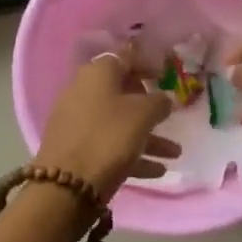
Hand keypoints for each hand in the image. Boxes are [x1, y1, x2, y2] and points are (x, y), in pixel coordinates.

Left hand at [34, 53, 179, 198]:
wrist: (67, 184)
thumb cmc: (109, 137)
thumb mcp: (143, 114)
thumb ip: (159, 102)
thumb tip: (164, 98)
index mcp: (98, 74)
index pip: (126, 57)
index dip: (147, 63)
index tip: (165, 74)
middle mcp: (84, 92)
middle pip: (122, 92)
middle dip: (149, 107)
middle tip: (167, 115)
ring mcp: (77, 121)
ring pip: (119, 123)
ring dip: (148, 137)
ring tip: (175, 154)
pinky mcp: (76, 148)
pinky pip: (109, 145)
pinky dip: (132, 154)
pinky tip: (157, 170)